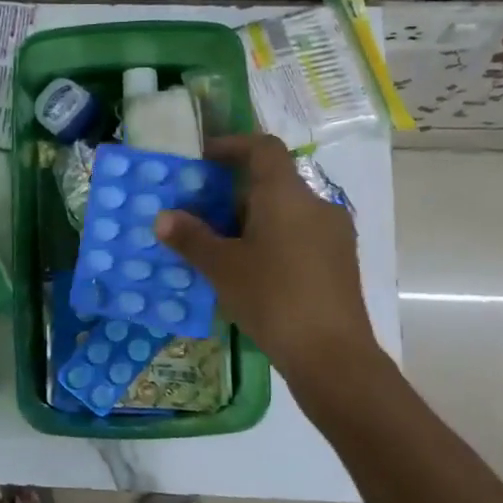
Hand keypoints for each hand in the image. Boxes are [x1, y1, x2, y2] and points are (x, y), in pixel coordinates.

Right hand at [155, 134, 376, 383]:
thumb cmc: (273, 298)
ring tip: (219, 247)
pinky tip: (250, 272)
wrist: (332, 356)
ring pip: (285, 212)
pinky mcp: (339, 262)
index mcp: (287, 195)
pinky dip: (271, 240)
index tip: (203, 159)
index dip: (232, 145)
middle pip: (272, 182)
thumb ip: (191, 238)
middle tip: (200, 214)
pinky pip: (299, 236)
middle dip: (233, 193)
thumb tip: (163, 218)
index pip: (262, 148)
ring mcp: (333, 234)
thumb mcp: (222, 267)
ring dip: (251, 220)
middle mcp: (316, 205)